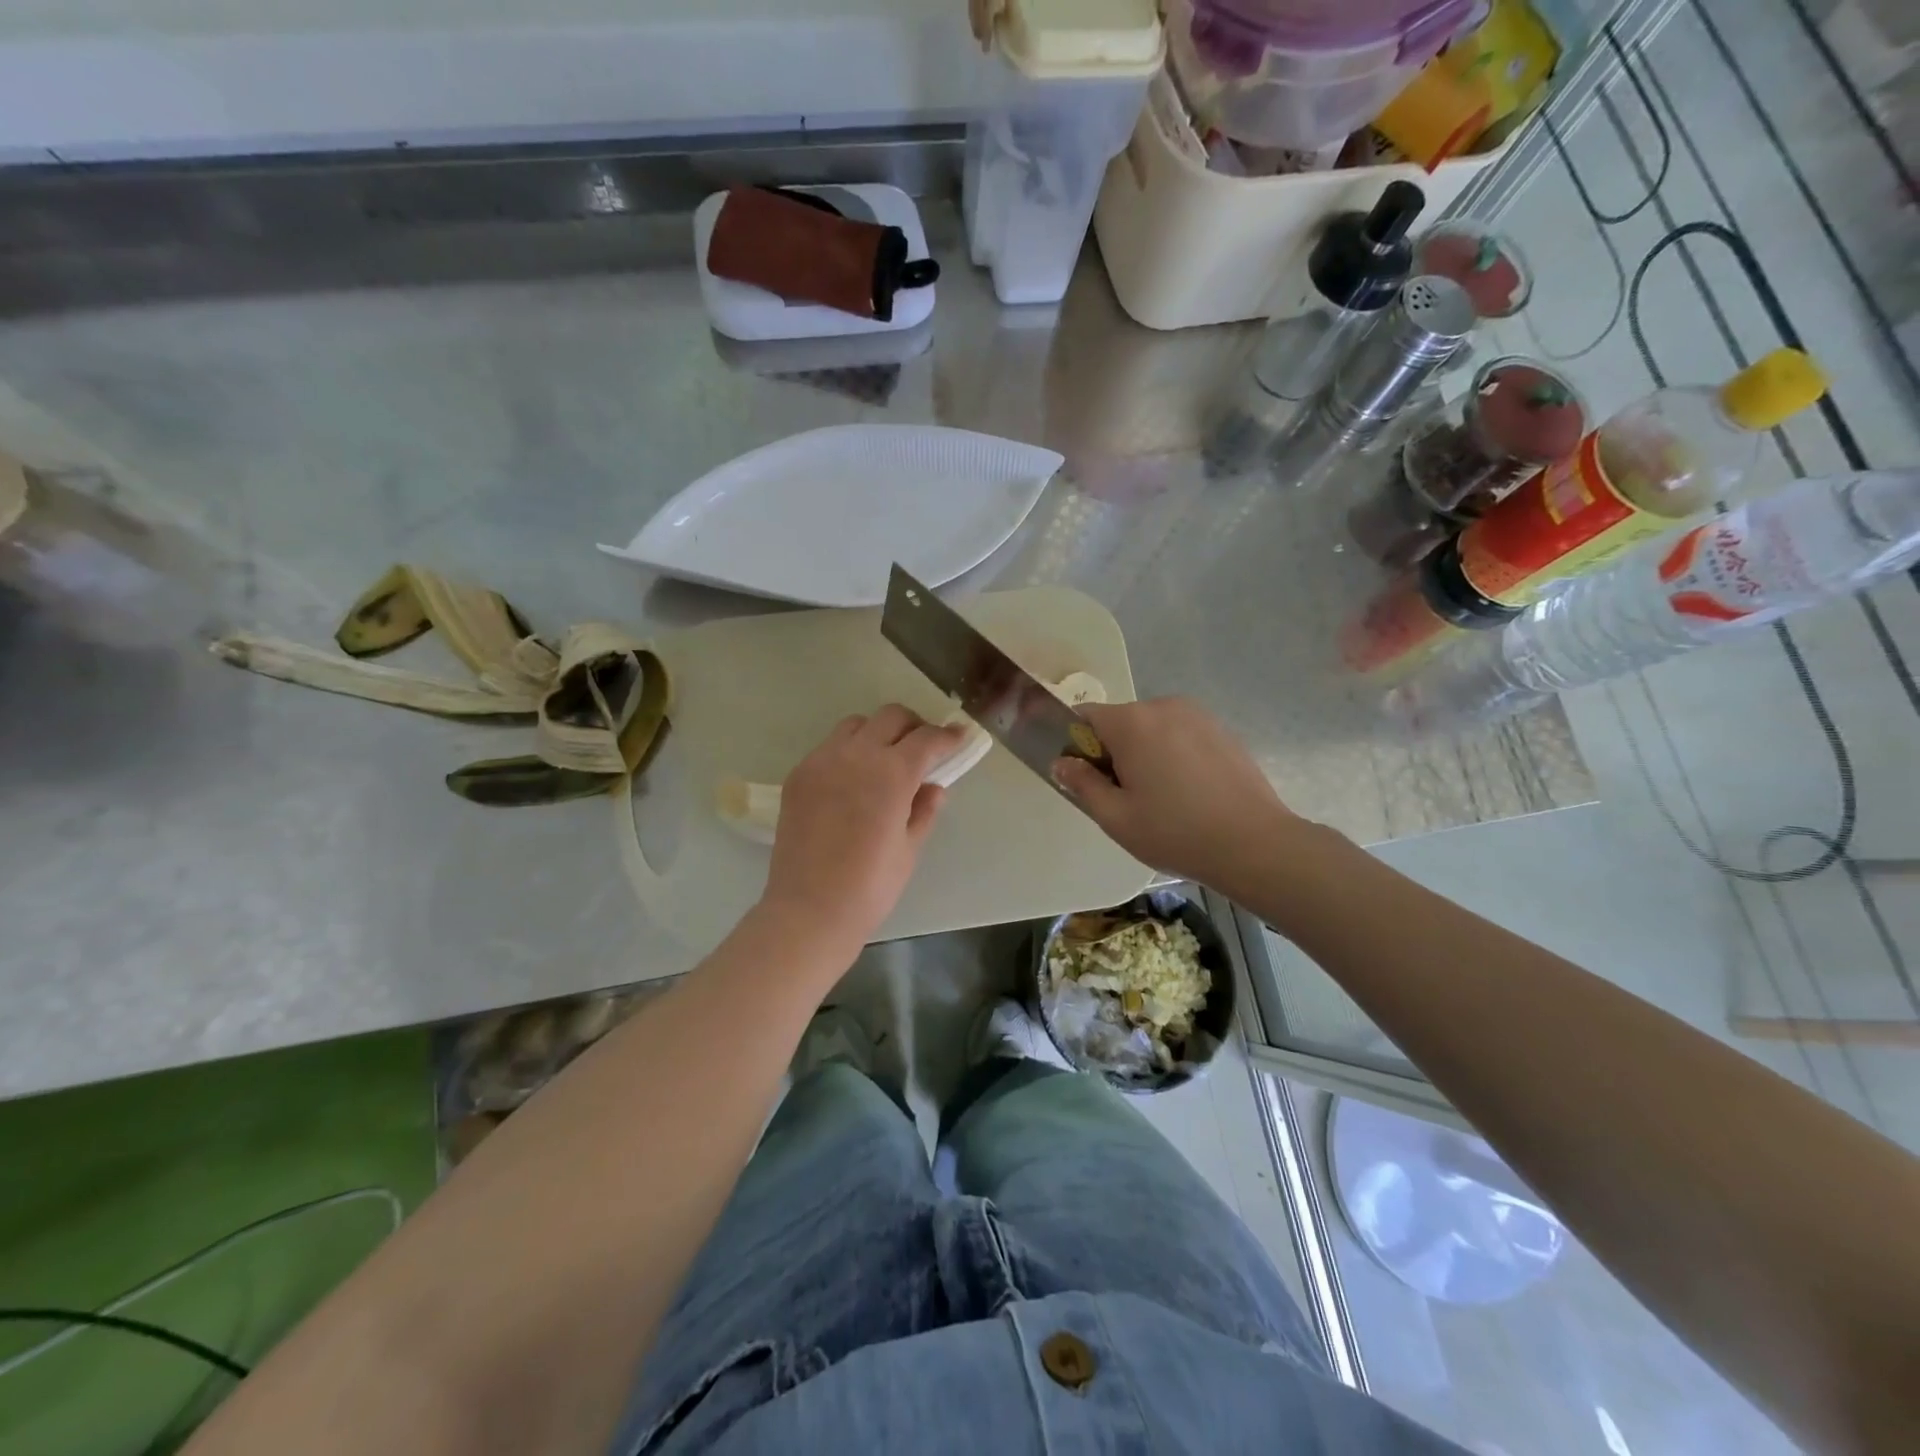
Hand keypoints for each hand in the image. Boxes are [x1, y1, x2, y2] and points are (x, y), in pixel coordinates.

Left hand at [760, 706, 965, 952]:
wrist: (809, 910)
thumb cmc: (870, 886)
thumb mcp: (909, 848)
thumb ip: (924, 810)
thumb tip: (933, 788)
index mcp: (891, 773)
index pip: (926, 739)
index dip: (948, 736)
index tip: (959, 737)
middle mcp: (856, 755)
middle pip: (890, 716)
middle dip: (913, 726)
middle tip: (922, 749)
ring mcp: (821, 761)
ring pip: (855, 725)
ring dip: (877, 733)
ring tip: (884, 761)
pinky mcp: (798, 775)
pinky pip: (828, 748)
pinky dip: (848, 752)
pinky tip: (852, 782)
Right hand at [1052, 697, 1297, 890]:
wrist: (1254, 843)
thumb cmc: (1175, 832)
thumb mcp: (1116, 817)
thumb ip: (1082, 784)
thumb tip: (1062, 762)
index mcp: (1131, 723)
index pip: (1085, 716)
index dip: (1076, 744)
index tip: (1085, 778)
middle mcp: (1163, 706)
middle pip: (1120, 722)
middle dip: (1113, 751)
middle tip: (1125, 797)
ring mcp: (1198, 715)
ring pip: (1152, 729)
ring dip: (1145, 753)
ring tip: (1162, 798)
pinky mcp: (1222, 730)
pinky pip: (1181, 735)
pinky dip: (1174, 755)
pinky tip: (1189, 793)